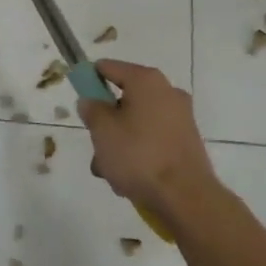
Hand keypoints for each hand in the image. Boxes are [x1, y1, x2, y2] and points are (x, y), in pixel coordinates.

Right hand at [76, 59, 218, 224]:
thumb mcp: (102, 130)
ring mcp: (180, 118)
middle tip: (95, 144)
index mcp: (146, 80)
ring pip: (137, 123)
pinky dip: (138, 153)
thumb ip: (91, 109)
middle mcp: (167, 92)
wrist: (186, 197)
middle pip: (123, 99)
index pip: (108, 67)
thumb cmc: (139, 155)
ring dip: (119, 143)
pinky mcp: (186, 143)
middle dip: (105, 122)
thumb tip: (91, 101)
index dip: (89, 79)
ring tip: (108, 171)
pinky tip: (128, 178)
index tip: (79, 98)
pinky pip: (152, 140)